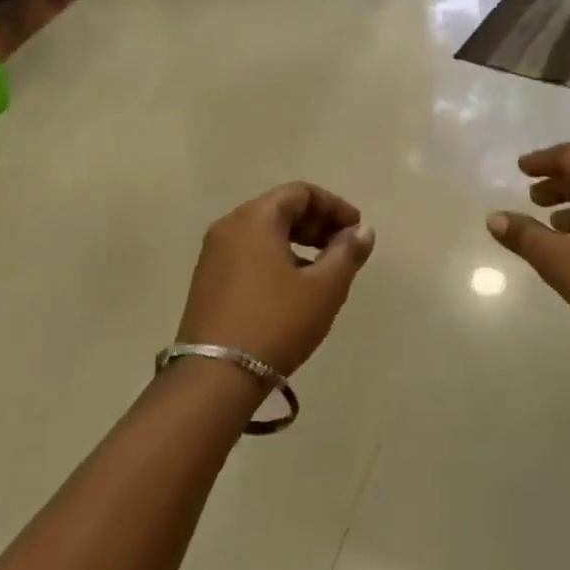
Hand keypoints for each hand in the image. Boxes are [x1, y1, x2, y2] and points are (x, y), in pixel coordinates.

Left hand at [176, 184, 375, 376]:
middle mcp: (229, 226)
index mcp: (255, 217)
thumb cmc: (275, 322)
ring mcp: (213, 254)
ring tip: (322, 270)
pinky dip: (275, 257)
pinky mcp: (207, 281)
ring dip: (297, 242)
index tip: (356, 230)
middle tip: (343, 248)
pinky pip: (248, 253)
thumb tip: (362, 231)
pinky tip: (291, 288)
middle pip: (279, 208)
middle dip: (316, 223)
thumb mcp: (323, 289)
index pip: (300, 192)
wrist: (214, 377)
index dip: (334, 206)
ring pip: (263, 232)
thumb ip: (347, 253)